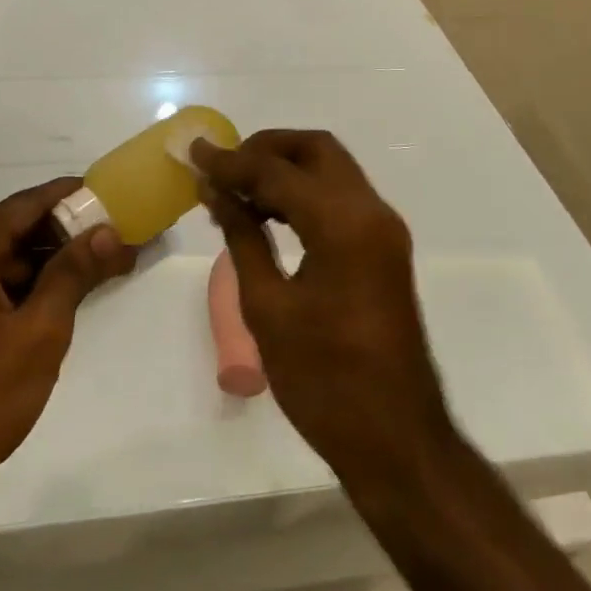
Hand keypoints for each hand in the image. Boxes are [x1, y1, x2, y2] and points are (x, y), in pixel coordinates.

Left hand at [0, 181, 135, 516]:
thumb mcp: (39, 334)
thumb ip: (73, 274)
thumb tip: (106, 232)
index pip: (22, 207)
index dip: (66, 196)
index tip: (104, 192)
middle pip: (8, 234)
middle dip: (60, 236)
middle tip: (108, 239)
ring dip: (41, 267)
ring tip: (90, 272)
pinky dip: (17, 291)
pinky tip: (49, 305)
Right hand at [191, 131, 451, 478]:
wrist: (397, 441)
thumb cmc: (324, 380)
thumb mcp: (268, 308)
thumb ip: (242, 237)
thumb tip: (215, 191)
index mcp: (343, 225)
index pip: (277, 170)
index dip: (231, 160)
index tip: (193, 153)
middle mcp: (371, 212)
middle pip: (316, 149)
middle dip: (265, 149)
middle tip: (223, 168)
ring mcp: (383, 229)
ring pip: (330, 169)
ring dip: (284, 169)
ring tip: (235, 192)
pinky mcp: (383, 248)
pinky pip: (340, 197)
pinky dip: (303, 193)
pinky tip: (266, 215)